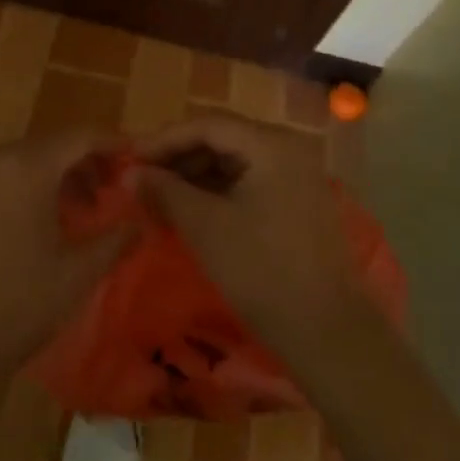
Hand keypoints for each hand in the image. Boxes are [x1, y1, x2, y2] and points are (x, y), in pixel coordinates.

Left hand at [0, 130, 138, 397]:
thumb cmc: (15, 305)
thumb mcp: (76, 275)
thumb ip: (114, 240)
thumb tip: (141, 222)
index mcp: (29, 166)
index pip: (82, 136)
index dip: (113, 142)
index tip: (137, 157)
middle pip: (54, 144)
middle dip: (87, 162)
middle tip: (113, 191)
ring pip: (28, 160)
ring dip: (59, 176)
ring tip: (82, 212)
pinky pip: (4, 176)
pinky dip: (30, 187)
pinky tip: (42, 224)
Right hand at [137, 114, 374, 362]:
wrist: (329, 335)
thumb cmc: (263, 271)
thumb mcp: (206, 228)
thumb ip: (166, 192)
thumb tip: (131, 174)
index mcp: (271, 144)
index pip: (208, 125)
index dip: (165, 139)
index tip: (130, 158)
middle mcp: (287, 150)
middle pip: (223, 139)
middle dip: (179, 158)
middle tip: (142, 179)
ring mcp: (296, 177)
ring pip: (235, 163)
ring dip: (196, 177)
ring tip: (160, 197)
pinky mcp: (298, 204)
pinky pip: (250, 184)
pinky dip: (218, 193)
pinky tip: (192, 212)